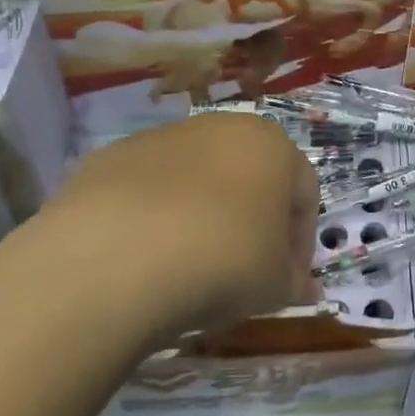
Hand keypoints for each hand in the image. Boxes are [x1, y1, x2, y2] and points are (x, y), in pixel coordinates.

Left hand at [49, 112, 319, 340]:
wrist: (116, 255)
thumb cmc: (221, 260)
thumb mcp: (273, 285)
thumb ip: (293, 282)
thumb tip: (303, 289)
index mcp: (271, 145)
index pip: (303, 192)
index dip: (300, 241)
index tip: (287, 281)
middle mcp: (220, 126)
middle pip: (249, 177)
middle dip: (252, 222)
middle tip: (244, 273)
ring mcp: (161, 138)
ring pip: (196, 179)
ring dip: (202, 216)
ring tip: (188, 267)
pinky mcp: (111, 157)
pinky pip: (147, 190)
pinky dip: (153, 218)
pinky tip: (143, 258)